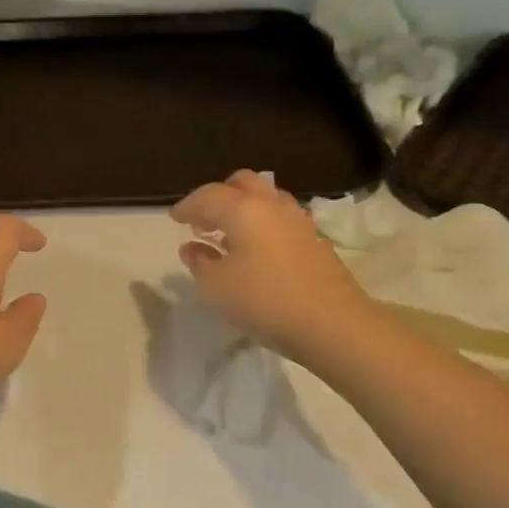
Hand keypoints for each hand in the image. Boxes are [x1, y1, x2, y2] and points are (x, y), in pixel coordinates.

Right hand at [171, 171, 371, 365]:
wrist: (334, 324)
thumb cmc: (265, 301)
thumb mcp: (217, 287)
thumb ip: (200, 262)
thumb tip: (193, 247)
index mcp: (243, 209)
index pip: (207, 196)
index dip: (187, 206)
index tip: (174, 219)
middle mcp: (271, 205)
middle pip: (242, 183)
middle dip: (219, 196)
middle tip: (204, 220)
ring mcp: (298, 220)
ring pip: (266, 198)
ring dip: (244, 208)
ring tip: (230, 235)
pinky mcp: (315, 240)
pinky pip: (281, 219)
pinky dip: (263, 224)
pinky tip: (257, 250)